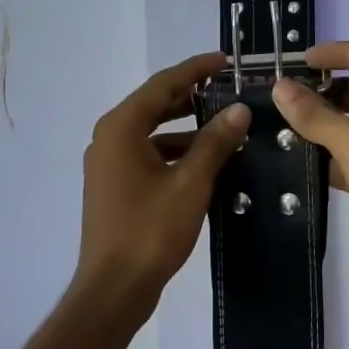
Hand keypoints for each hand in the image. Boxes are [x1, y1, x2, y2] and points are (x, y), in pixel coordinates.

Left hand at [73, 52, 251, 317]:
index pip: (162, 85)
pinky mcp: (114, 186)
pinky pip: (147, 155)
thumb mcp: (190, 183)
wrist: (114, 287)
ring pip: (152, 133)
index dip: (195, 69)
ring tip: (224, 125)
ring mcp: (108, 164)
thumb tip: (239, 109)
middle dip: (191, 96)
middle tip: (228, 89)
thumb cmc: (150, 230)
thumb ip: (215, 142)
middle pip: (154, 105)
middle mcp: (109, 138)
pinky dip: (174, 152)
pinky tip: (205, 162)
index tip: (226, 61)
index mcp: (121, 128)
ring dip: (185, 127)